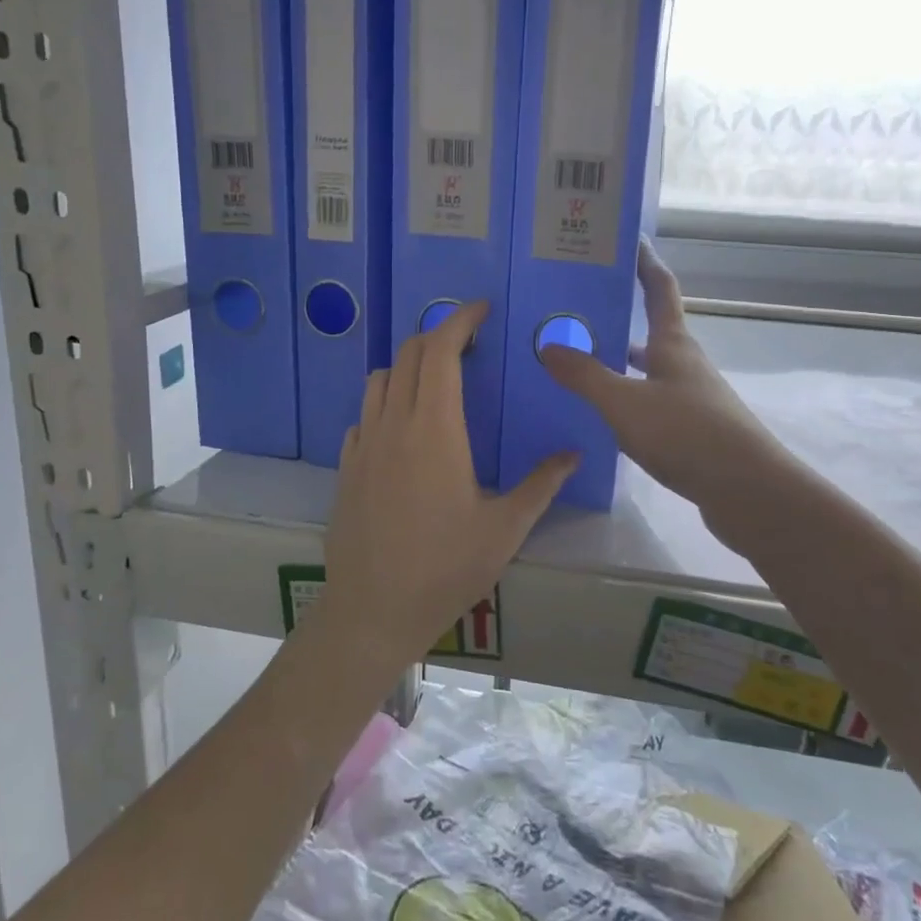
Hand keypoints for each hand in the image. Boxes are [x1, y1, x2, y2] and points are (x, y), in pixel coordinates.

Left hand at [320, 301, 577, 665]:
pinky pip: (364, 414)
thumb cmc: (445, 568)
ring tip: (436, 380)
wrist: (372, 610)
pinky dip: (386, 401)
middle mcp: (395, 424)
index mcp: (435, 429)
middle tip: (468, 343)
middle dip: (438, 336)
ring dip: (409, 365)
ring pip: (380, 380)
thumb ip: (541, 485)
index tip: (481, 310)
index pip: (441, 351)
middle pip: (410, 355)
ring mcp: (364, 444)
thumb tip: (573, 454)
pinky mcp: (346, 466)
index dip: (460, 320)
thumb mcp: (505, 529)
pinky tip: (403, 428)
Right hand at [540, 241, 793, 531]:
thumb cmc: (687, 433)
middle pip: (652, 329)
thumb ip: (585, 375)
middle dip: (620, 316)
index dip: (645, 262)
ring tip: (580, 361)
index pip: (660, 289)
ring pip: (650, 369)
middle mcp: (685, 364)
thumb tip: (548, 345)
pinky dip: (628, 398)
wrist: (747, 491)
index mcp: (673, 344)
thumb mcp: (624, 403)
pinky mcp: (694, 430)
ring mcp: (693, 398)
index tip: (629, 240)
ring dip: (620, 361)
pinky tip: (605, 415)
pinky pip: (652, 402)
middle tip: (577, 310)